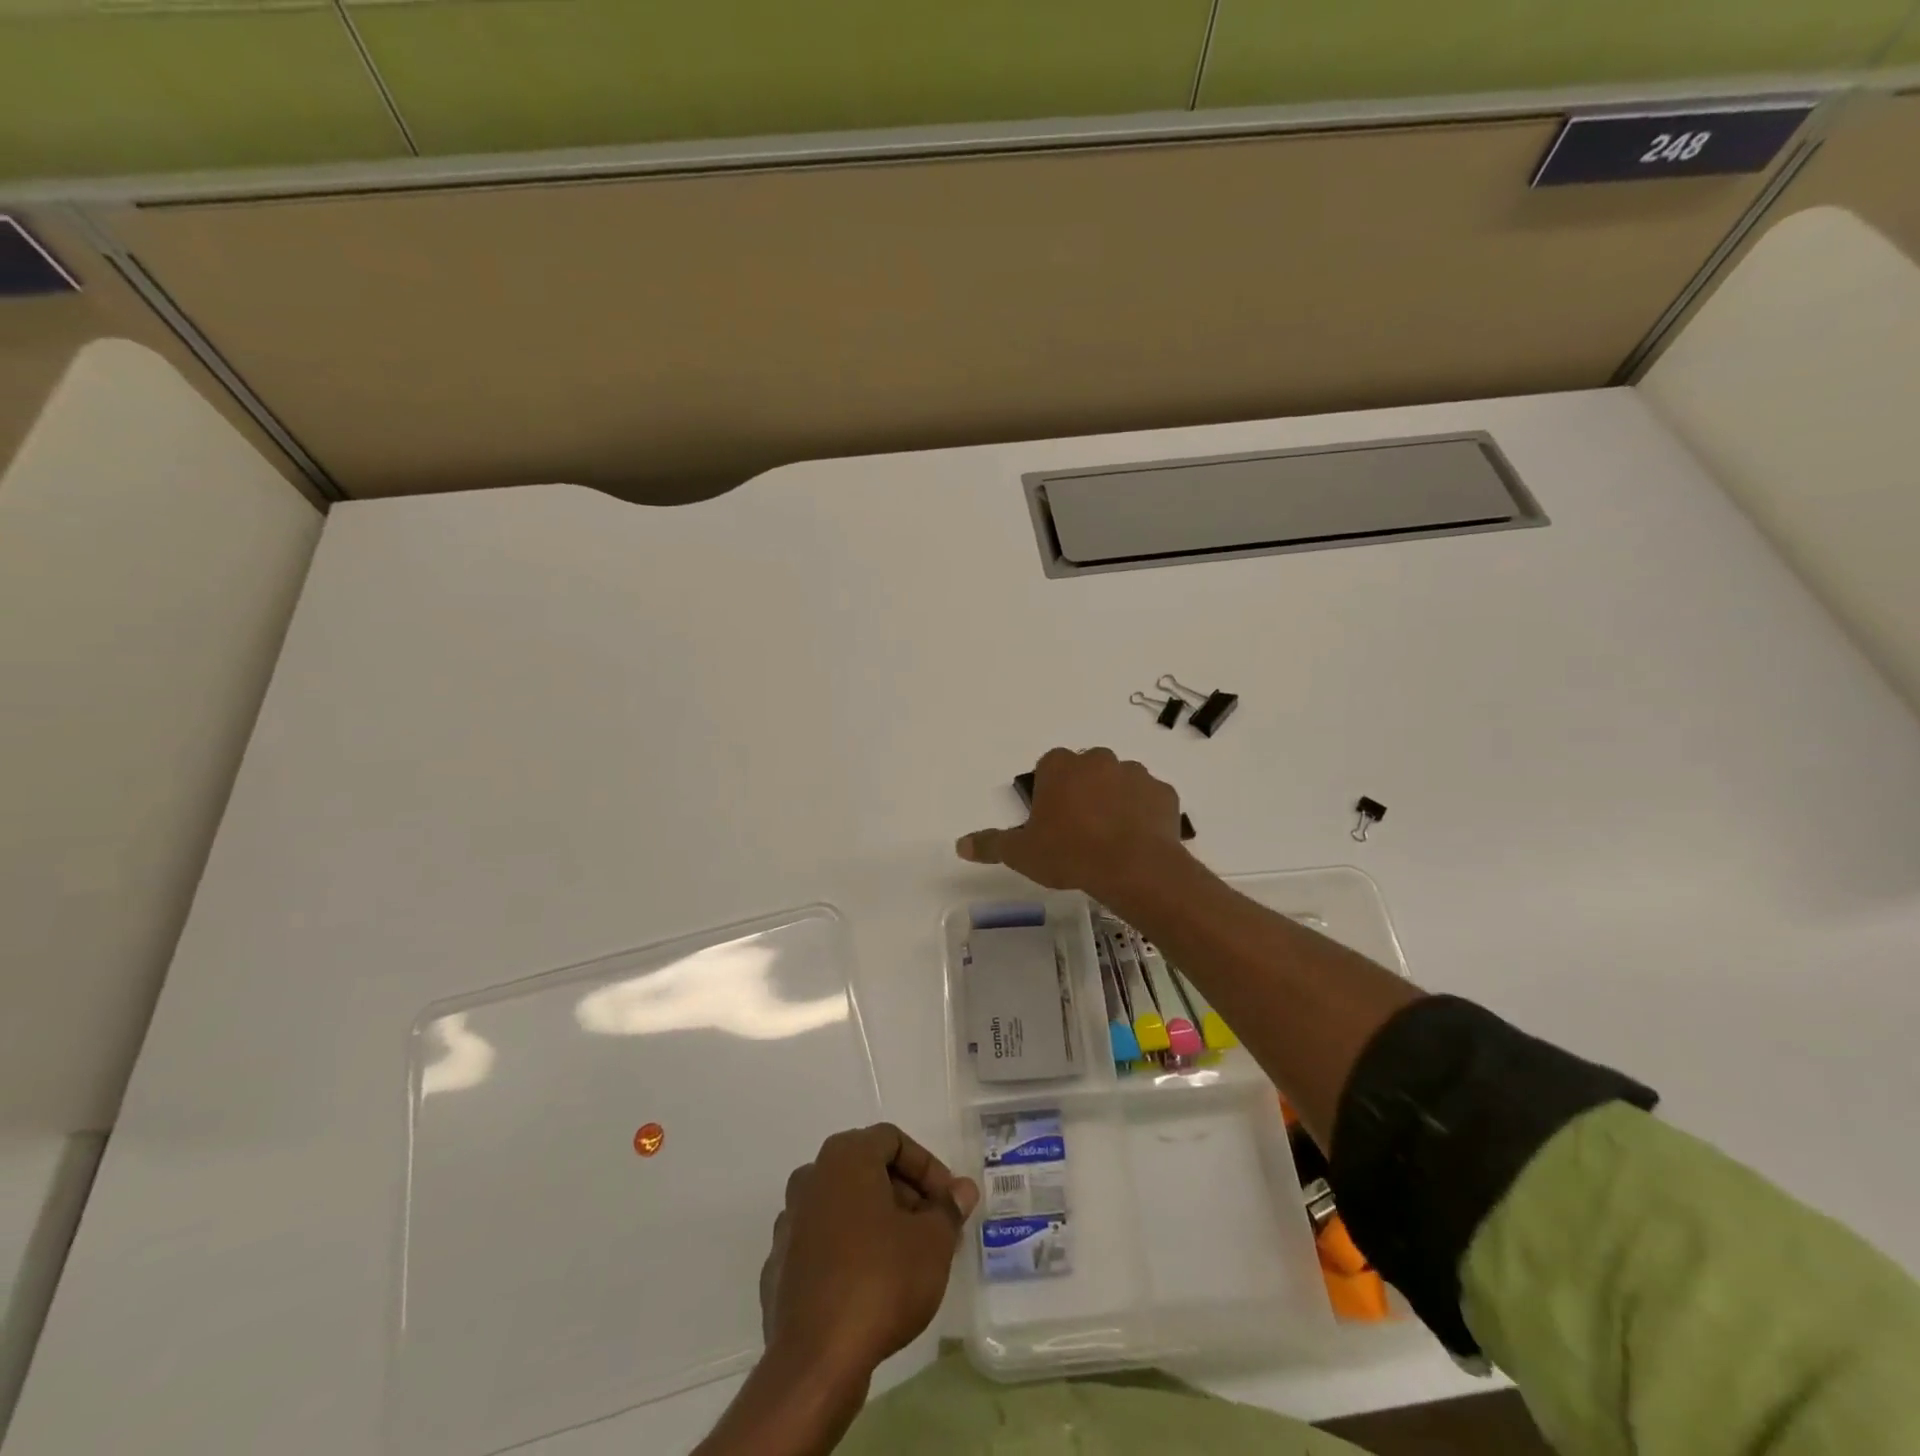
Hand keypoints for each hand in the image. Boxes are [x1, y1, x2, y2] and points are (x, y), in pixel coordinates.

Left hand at [759, 1124, 978, 1387]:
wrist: (814, 1362)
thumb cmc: (880, 1281)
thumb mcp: (933, 1242)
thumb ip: (948, 1209)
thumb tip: (962, 1190)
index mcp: (844, 1157)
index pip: (893, 1141)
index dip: (927, 1167)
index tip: (948, 1202)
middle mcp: (811, 1178)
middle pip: (867, 1171)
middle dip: (905, 1195)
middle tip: (934, 1229)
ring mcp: (789, 1223)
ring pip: (844, 1206)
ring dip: (878, 1222)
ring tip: (909, 1259)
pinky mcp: (779, 1267)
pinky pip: (823, 1244)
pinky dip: (850, 1252)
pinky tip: (871, 1287)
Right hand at [956, 747, 1186, 904]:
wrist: (1134, 867)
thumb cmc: (1069, 853)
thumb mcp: (1022, 853)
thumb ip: (991, 844)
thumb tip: (960, 845)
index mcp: (1060, 766)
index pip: (1049, 766)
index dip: (1049, 792)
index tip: (1051, 819)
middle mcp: (1098, 760)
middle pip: (1085, 770)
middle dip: (1082, 791)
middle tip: (1079, 829)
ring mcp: (1135, 773)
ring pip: (1119, 782)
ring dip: (1114, 800)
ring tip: (1110, 838)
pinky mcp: (1164, 793)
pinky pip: (1148, 800)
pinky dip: (1143, 814)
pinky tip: (1137, 841)